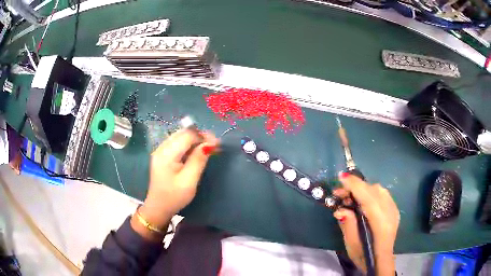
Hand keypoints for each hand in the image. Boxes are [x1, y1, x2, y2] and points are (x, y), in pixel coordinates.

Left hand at [131, 129, 218, 239]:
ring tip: (207, 148)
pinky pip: (177, 143)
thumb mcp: (189, 181)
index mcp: (166, 154)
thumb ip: (198, 161)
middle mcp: (161, 148)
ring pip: (180, 136)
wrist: (158, 207)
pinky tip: (195, 152)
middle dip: (200, 136)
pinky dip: (188, 144)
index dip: (203, 136)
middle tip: (214, 146)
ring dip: (195, 139)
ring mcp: (160, 150)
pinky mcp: (162, 154)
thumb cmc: (174, 197)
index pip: (187, 135)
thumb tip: (209, 144)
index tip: (217, 144)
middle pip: (183, 133)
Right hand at [332, 172, 399, 274]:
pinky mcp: (394, 210)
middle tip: (340, 193)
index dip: (355, 185)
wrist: (381, 261)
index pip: (368, 198)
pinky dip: (371, 192)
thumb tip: (340, 209)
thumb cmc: (364, 255)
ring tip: (350, 198)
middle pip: (374, 190)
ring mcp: (394, 210)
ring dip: (363, 189)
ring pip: (379, 190)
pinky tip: (363, 201)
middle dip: (356, 187)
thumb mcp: (351, 243)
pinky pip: (383, 194)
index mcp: (380, 223)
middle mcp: (390, 212)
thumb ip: (347, 224)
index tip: (341, 177)